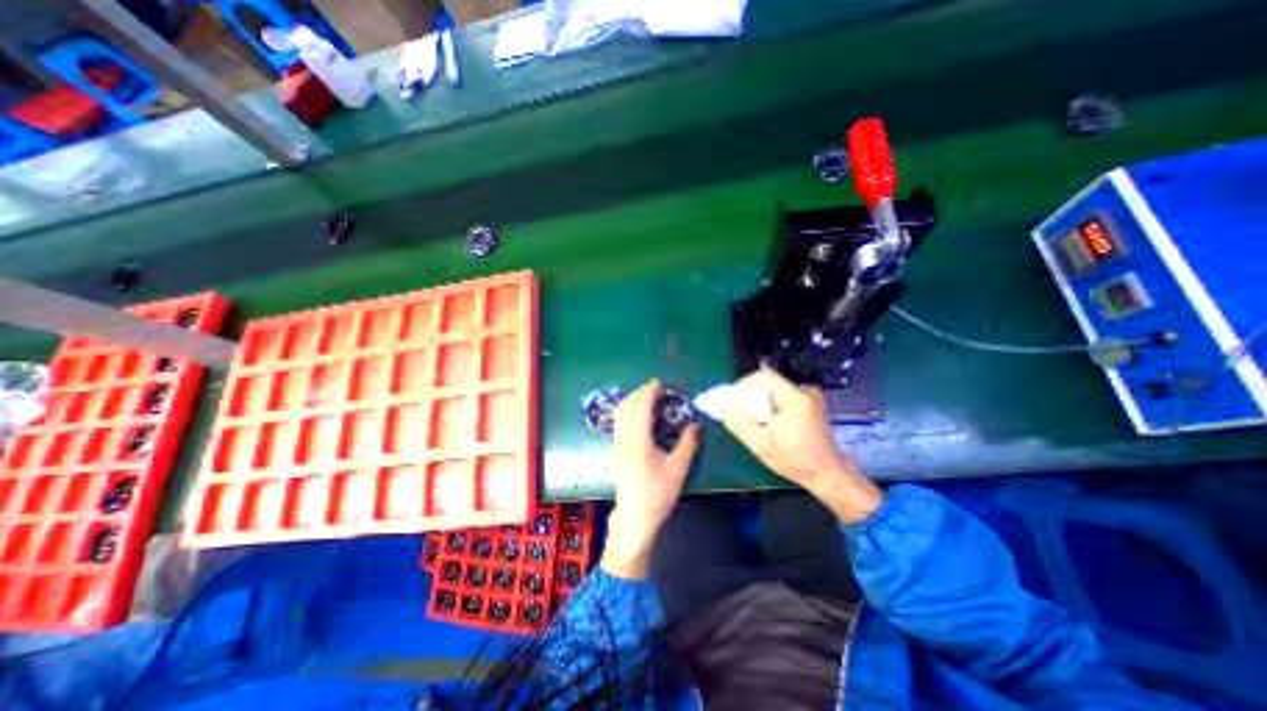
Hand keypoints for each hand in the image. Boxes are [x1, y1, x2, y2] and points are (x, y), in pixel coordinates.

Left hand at [603, 377, 701, 578]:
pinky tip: (638, 416)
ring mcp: (617, 445)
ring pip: (619, 414)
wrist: (635, 517)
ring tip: (647, 398)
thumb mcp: (678, 469)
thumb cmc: (658, 494)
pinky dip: (627, 411)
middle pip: (627, 406)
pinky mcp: (616, 451)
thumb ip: (688, 444)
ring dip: (632, 401)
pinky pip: (618, 422)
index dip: (649, 392)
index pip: (642, 408)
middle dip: (640, 393)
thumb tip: (695, 425)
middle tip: (656, 389)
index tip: (659, 383)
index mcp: (639, 441)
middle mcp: (624, 439)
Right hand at [723, 368, 883, 524]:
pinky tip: (775, 423)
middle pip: (770, 383)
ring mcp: (812, 396)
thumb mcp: (759, 444)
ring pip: (777, 389)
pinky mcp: (813, 402)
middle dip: (754, 396)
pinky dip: (775, 404)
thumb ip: (738, 421)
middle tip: (747, 415)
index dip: (745, 384)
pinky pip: (786, 395)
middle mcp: (806, 391)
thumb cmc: (794, 460)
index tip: (736, 400)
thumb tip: (722, 402)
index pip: (764, 376)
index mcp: (795, 398)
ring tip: (762, 423)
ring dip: (764, 401)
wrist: (827, 474)